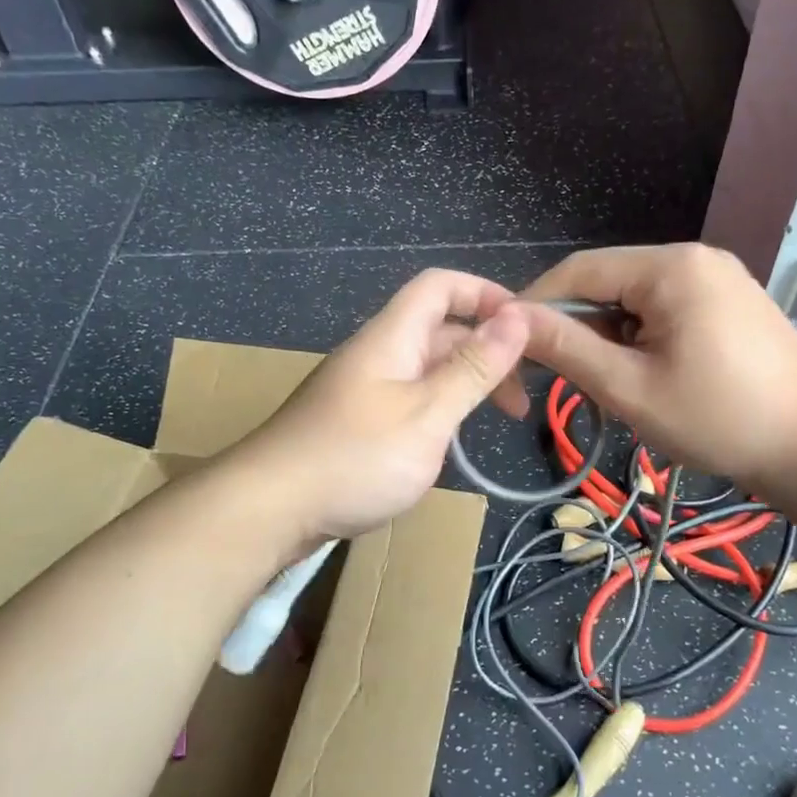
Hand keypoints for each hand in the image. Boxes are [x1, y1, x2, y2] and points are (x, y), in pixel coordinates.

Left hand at [233, 269, 531, 542]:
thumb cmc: (355, 458)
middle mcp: (377, 353)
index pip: (441, 286)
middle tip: (521, 396)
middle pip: (440, 329)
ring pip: (427, 367)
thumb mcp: (427, 414)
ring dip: (466, 383)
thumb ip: (473, 367)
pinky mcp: (357, 421)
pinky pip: (410, 397)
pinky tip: (451, 440)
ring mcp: (364, 388)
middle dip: (487, 350)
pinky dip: (441, 408)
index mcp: (391, 337)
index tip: (528, 329)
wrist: (268, 510)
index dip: (486, 294)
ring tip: (497, 419)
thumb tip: (519, 316)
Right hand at [519, 244, 796, 488]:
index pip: (579, 270)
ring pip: (636, 300)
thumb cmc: (718, 420)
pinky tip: (649, 376)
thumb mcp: (630, 388)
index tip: (509, 343)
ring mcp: (719, 278)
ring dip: (611, 338)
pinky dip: (643, 339)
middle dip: (579, 327)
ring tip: (614, 386)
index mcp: (671, 266)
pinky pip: (667, 310)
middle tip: (563, 378)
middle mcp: (695, 258)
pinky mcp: (732, 303)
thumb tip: (511, 319)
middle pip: (609, 283)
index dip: (536, 304)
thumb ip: (566, 348)